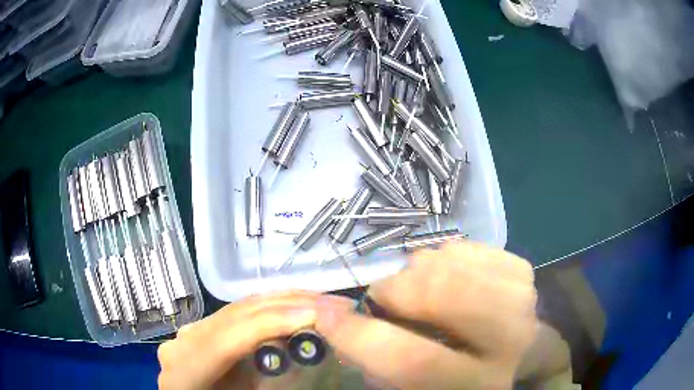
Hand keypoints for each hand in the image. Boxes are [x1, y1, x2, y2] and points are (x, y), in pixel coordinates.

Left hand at [157, 290, 352, 389]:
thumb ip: (270, 383)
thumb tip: (302, 353)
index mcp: (185, 370)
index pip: (227, 338)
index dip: (271, 323)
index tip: (318, 316)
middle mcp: (183, 342)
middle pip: (235, 315)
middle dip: (287, 304)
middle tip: (334, 304)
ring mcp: (190, 332)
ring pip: (238, 308)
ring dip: (282, 302)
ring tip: (320, 302)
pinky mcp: (201, 330)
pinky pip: (236, 314)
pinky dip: (268, 309)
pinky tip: (291, 307)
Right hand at [315, 242, 537, 388]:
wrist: (515, 356)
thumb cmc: (455, 379)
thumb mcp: (411, 386)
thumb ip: (376, 361)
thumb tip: (339, 317)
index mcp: (475, 385)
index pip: (414, 361)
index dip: (360, 336)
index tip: (326, 313)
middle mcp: (509, 343)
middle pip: (445, 295)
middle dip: (397, 289)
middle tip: (382, 297)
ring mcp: (522, 300)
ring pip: (453, 263)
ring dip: (418, 271)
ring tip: (415, 290)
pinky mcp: (523, 271)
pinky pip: (466, 247)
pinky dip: (442, 256)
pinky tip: (445, 276)